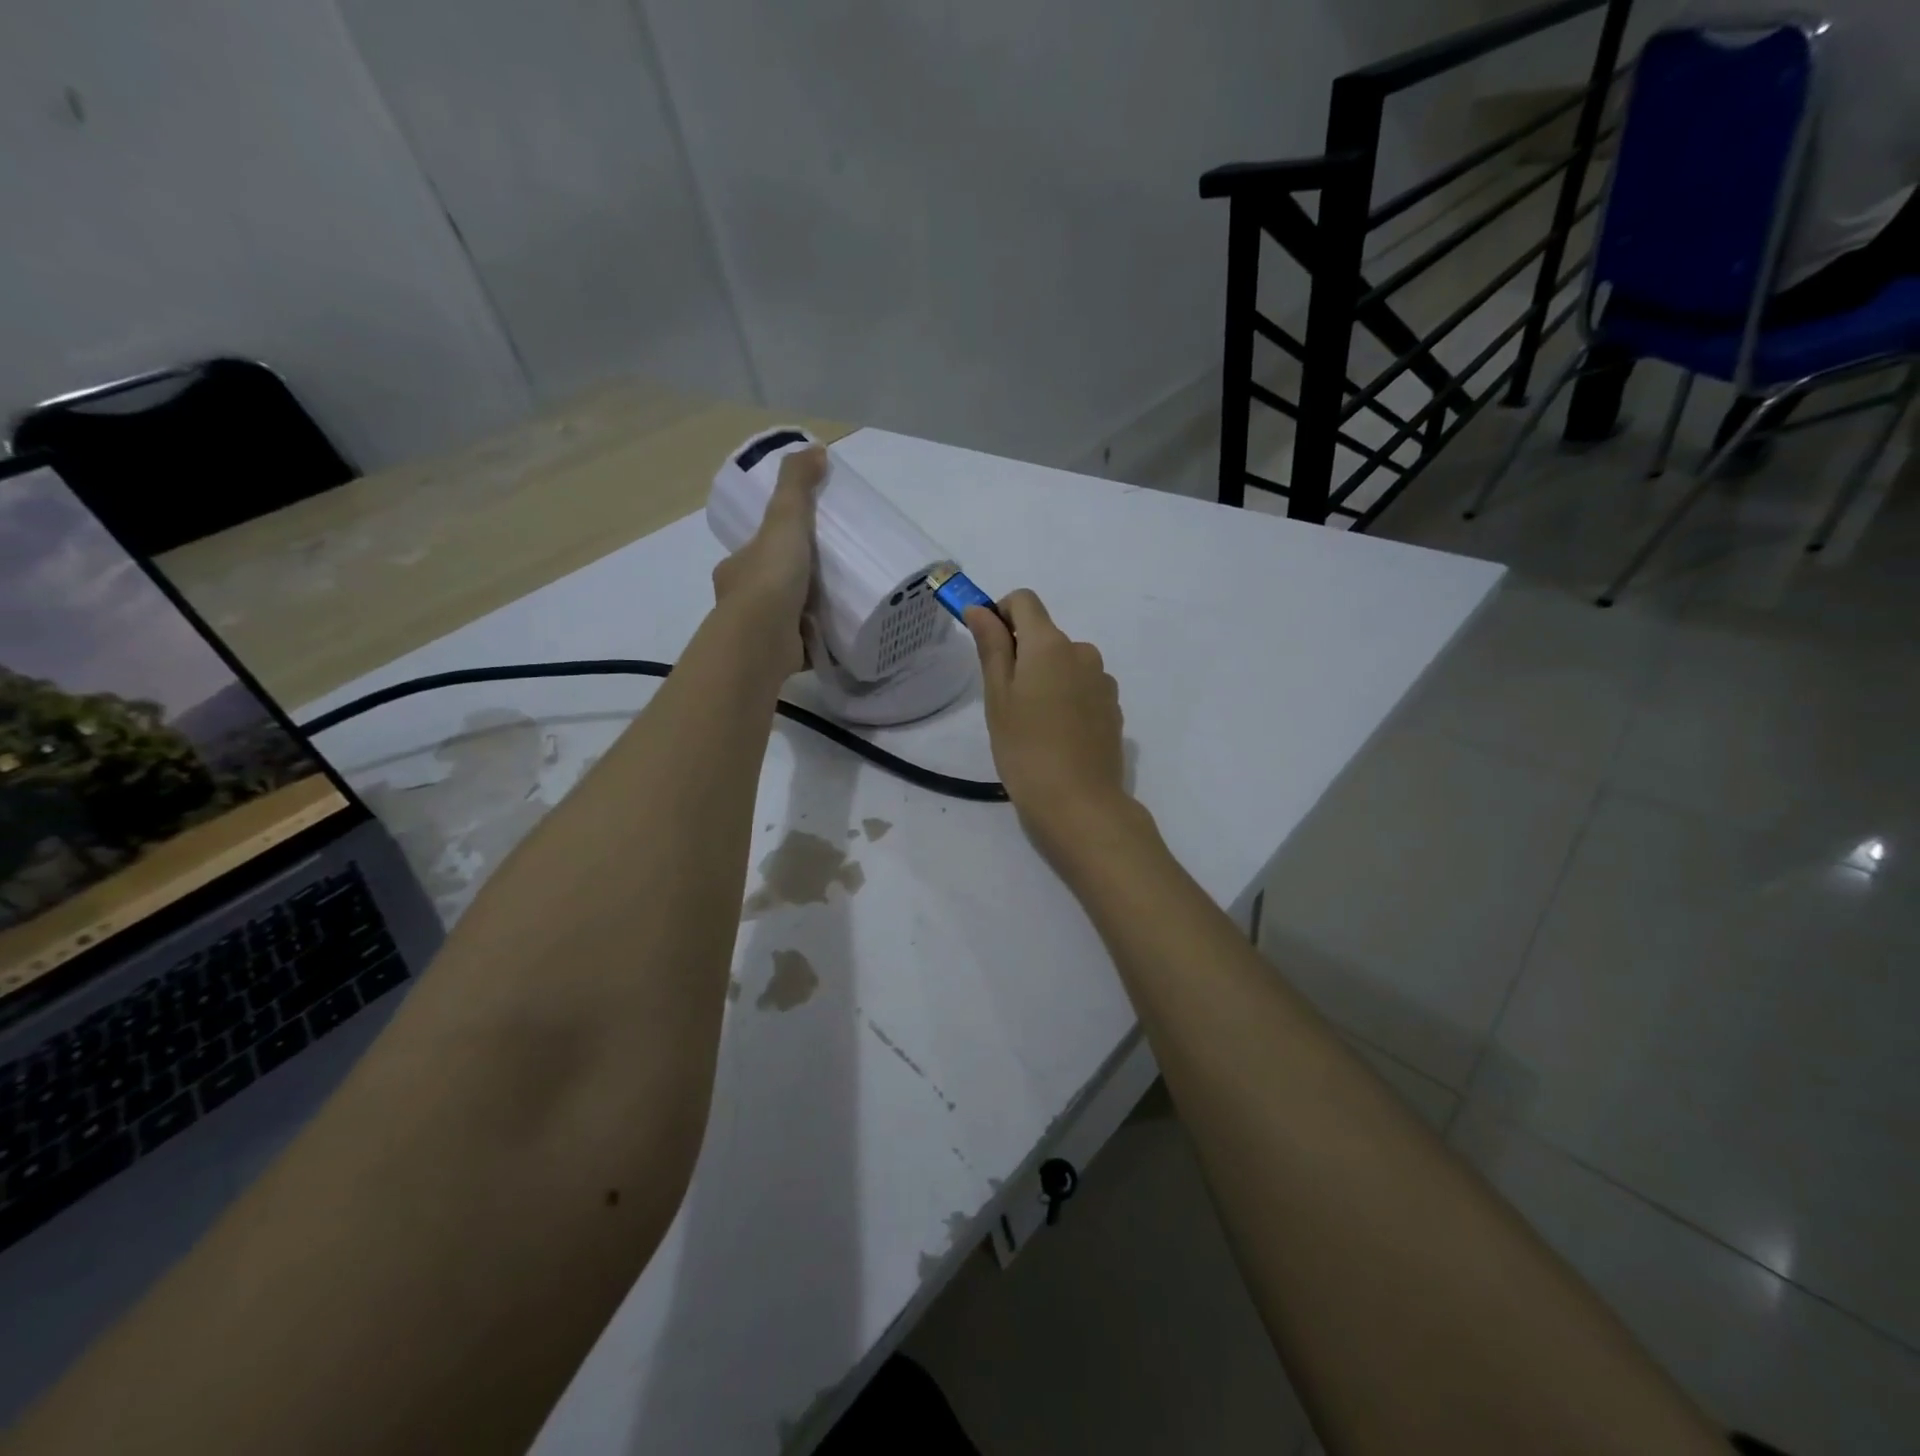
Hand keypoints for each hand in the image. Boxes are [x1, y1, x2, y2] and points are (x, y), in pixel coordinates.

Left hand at [711, 446, 826, 676]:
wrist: (761, 642)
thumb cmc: (769, 580)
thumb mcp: (784, 521)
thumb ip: (797, 487)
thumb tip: (815, 449)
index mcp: (737, 569)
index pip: (756, 553)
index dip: (777, 546)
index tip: (803, 545)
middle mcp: (741, 602)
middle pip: (772, 585)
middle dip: (796, 582)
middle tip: (834, 575)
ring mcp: (759, 633)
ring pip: (786, 617)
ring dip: (807, 612)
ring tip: (844, 604)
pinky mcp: (779, 658)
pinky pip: (801, 645)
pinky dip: (817, 641)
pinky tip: (841, 636)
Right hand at [964, 590, 1133, 862]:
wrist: (1079, 803)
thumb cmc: (1025, 748)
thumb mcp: (998, 696)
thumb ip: (991, 646)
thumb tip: (979, 608)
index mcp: (1050, 644)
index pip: (1024, 601)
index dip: (1000, 613)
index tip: (988, 646)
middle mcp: (1082, 652)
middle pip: (1045, 635)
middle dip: (1022, 655)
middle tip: (1005, 701)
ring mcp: (1103, 680)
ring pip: (1065, 664)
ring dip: (1047, 678)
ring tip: (1033, 724)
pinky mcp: (1113, 707)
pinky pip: (1083, 688)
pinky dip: (1067, 698)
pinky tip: (1058, 736)